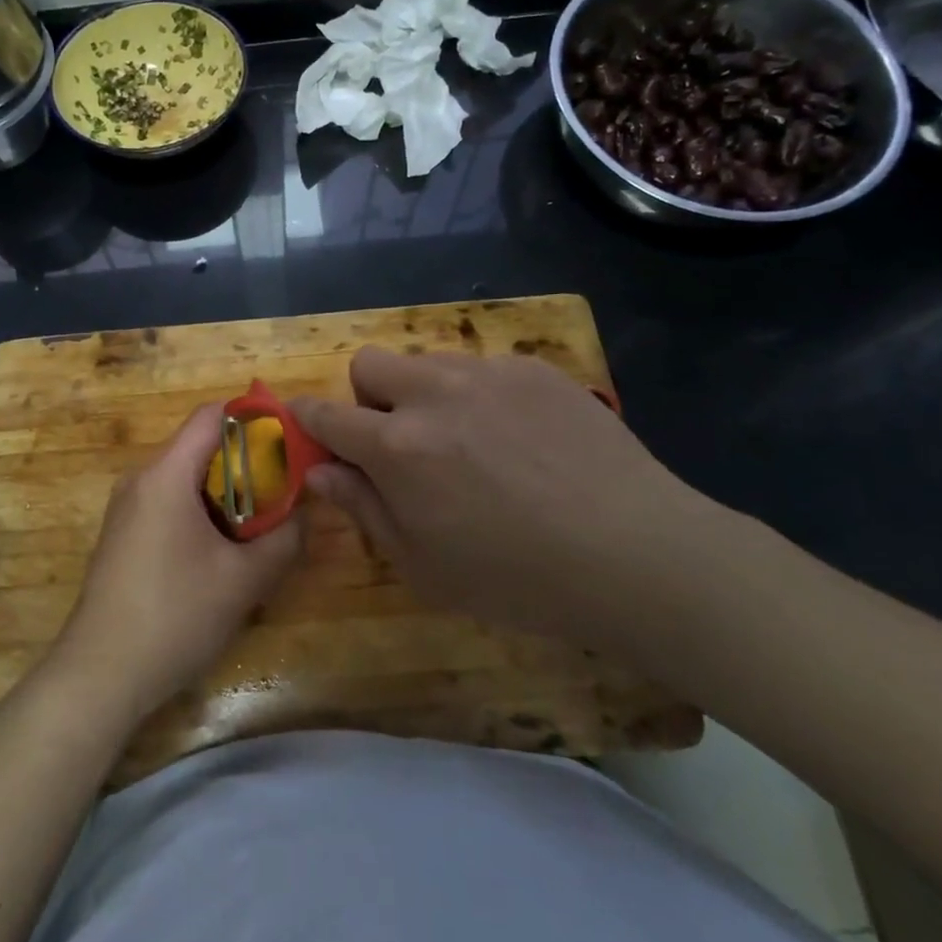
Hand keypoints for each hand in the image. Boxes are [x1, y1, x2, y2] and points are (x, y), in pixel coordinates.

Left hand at [54, 404, 301, 723]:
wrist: (99, 675)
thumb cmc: (174, 615)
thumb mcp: (245, 580)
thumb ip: (285, 538)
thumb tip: (305, 512)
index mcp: (166, 473)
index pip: (213, 414)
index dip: (255, 417)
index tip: (291, 440)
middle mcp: (142, 478)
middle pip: (200, 444)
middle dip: (247, 460)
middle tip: (286, 486)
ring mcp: (127, 508)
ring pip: (186, 476)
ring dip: (227, 489)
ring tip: (263, 519)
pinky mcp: (123, 535)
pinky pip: (169, 502)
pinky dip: (202, 510)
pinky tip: (224, 548)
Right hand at [292, 349, 724, 641]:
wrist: (633, 553)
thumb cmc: (516, 578)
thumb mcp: (423, 567)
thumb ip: (363, 510)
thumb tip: (320, 472)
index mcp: (396, 446)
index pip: (327, 414)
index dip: (308, 418)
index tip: (308, 424)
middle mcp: (433, 394)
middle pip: (369, 364)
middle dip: (367, 397)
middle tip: (400, 441)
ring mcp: (487, 373)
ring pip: (428, 363)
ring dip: (426, 394)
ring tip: (469, 441)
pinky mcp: (534, 368)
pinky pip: (485, 368)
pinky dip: (481, 396)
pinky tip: (521, 439)